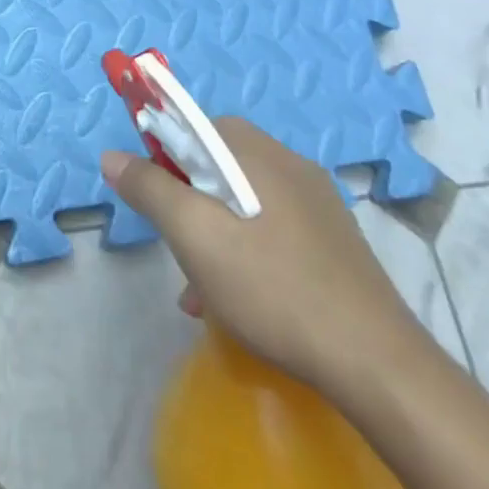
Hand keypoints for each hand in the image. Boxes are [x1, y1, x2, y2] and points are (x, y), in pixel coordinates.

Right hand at [102, 118, 423, 395]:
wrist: (375, 363)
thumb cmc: (273, 288)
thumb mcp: (195, 237)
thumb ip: (150, 190)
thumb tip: (112, 155)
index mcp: (257, 153)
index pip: (196, 125)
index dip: (164, 153)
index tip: (153, 198)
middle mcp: (289, 165)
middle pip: (217, 165)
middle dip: (186, 201)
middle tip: (175, 245)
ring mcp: (316, 203)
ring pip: (242, 202)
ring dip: (212, 234)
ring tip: (199, 290)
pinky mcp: (331, 240)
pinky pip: (269, 229)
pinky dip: (243, 252)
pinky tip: (235, 302)